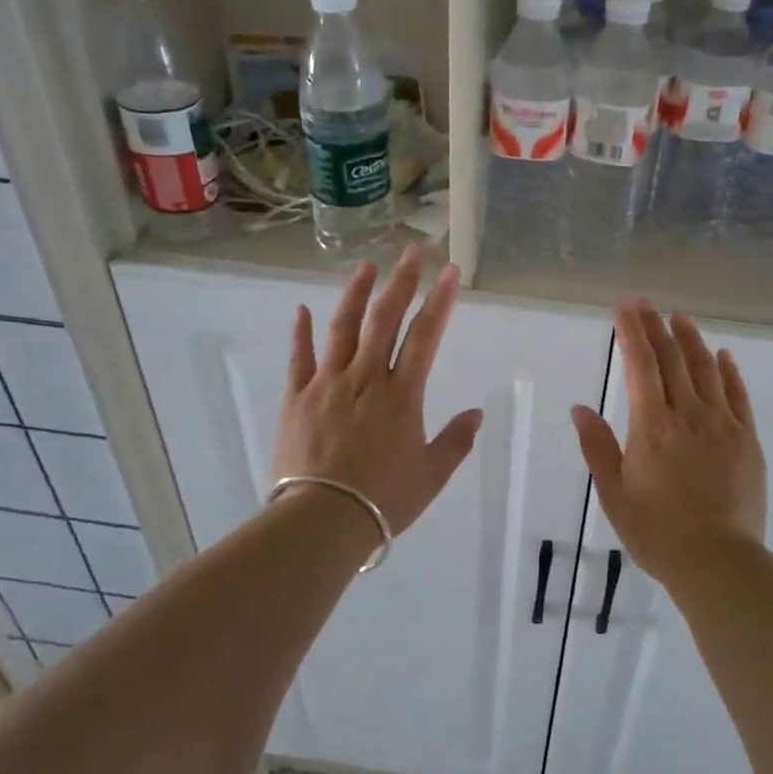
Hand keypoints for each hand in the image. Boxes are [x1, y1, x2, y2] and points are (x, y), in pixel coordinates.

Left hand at [273, 248, 483, 540]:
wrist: (322, 521)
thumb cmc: (383, 500)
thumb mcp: (431, 475)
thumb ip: (455, 440)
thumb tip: (476, 413)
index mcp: (402, 394)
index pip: (426, 335)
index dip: (440, 300)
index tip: (449, 271)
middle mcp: (365, 378)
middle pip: (385, 320)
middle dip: (401, 282)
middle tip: (412, 252)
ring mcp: (327, 384)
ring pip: (342, 328)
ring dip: (356, 294)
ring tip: (366, 266)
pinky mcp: (296, 398)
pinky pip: (299, 358)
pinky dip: (301, 332)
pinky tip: (302, 309)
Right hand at [570, 301, 765, 587]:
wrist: (719, 562)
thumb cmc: (657, 532)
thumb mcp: (614, 494)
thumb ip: (598, 447)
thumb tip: (581, 408)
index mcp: (652, 426)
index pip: (640, 366)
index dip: (632, 334)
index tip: (625, 309)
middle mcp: (689, 415)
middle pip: (672, 360)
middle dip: (657, 327)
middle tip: (646, 304)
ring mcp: (723, 424)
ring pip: (706, 370)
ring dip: (692, 340)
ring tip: (680, 319)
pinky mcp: (747, 439)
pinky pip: (738, 395)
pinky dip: (729, 371)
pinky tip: (723, 356)